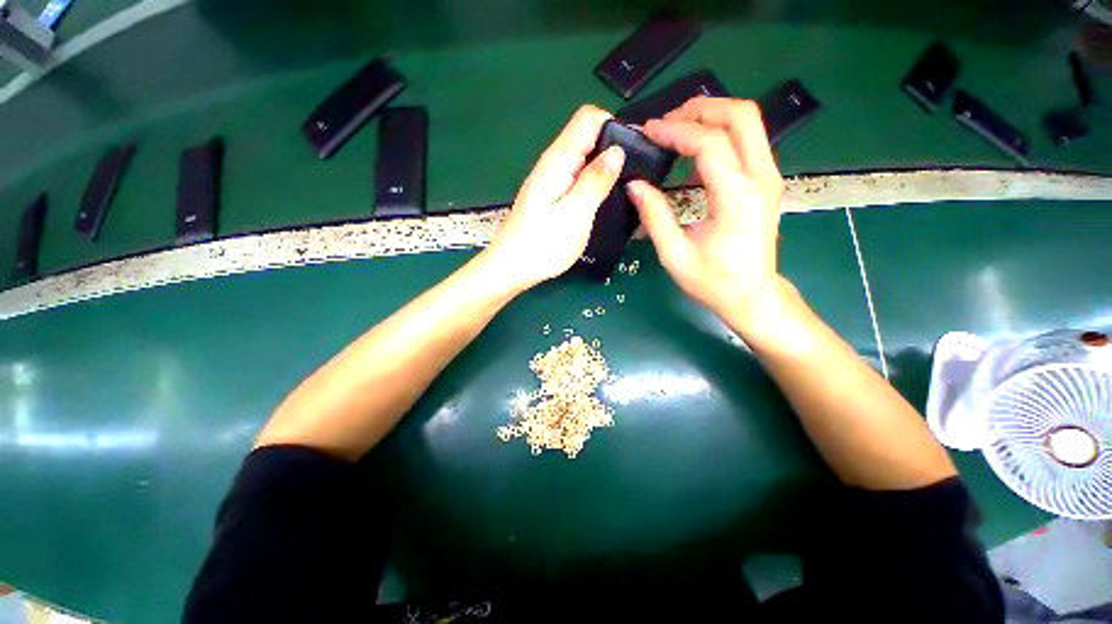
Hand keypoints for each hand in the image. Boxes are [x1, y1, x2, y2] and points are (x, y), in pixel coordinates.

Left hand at [483, 105, 625, 292]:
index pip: (589, 118)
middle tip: (636, 177)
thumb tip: (617, 152)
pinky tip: (605, 203)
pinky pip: (579, 180)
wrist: (512, 268)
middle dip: (615, 150)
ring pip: (585, 161)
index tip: (635, 150)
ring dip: (606, 170)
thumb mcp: (575, 214)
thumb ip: (595, 181)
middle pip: (589, 138)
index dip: (615, 126)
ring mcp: (552, 181)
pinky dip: (595, 185)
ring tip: (626, 191)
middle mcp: (554, 164)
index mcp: (558, 160)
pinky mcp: (553, 197)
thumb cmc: (542, 245)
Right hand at [626, 97, 786, 328]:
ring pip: (748, 123)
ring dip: (711, 118)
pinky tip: (694, 152)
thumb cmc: (714, 281)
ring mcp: (768, 177)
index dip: (675, 131)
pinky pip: (746, 141)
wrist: (753, 296)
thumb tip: (635, 186)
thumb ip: (655, 217)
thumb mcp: (675, 255)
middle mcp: (760, 178)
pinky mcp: (765, 182)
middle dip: (700, 108)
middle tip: (666, 121)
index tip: (648, 131)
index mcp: (736, 196)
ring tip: (676, 131)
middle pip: (740, 115)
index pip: (709, 142)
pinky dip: (720, 134)